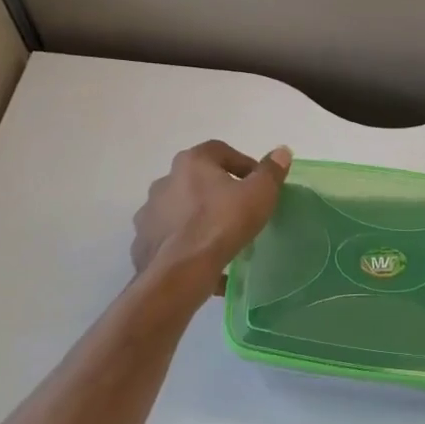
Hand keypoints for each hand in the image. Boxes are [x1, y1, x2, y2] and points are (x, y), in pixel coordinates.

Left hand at [132, 140, 291, 289]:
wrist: (180, 272)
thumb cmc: (222, 224)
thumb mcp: (259, 194)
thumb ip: (271, 171)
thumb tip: (281, 151)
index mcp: (191, 162)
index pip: (220, 151)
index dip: (242, 164)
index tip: (257, 183)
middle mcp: (165, 181)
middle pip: (198, 180)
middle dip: (219, 192)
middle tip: (240, 210)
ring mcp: (149, 213)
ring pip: (181, 210)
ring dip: (200, 218)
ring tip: (222, 239)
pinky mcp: (143, 242)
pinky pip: (171, 238)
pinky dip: (186, 244)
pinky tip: (204, 261)